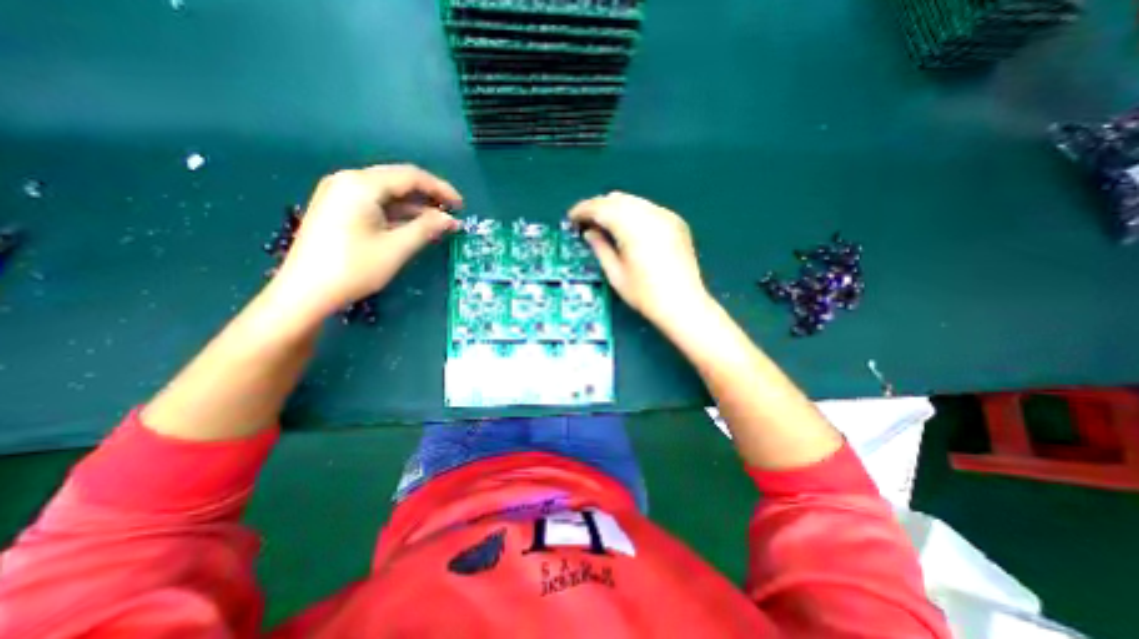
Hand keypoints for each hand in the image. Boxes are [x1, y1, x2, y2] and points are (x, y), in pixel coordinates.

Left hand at [270, 165, 462, 318]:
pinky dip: (398, 213)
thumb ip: (427, 228)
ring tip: (439, 222)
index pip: (411, 176)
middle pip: (398, 180)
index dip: (441, 189)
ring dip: (415, 206)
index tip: (461, 206)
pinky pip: (376, 203)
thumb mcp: (397, 248)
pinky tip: (415, 225)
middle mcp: (349, 181)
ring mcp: (340, 194)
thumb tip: (451, 220)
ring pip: (388, 192)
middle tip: (452, 214)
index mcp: (362, 184)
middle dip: (429, 196)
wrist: (305, 292)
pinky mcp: (338, 208)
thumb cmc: (354, 268)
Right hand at [570, 191, 709, 325]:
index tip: (571, 217)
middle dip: (598, 206)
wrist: (684, 304)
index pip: (601, 207)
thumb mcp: (616, 274)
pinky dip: (632, 213)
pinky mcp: (676, 222)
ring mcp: (666, 216)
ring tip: (604, 224)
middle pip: (617, 199)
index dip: (583, 210)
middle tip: (586, 222)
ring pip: (633, 201)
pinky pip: (648, 208)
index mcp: (633, 228)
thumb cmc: (645, 295)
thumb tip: (589, 232)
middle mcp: (650, 215)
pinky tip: (628, 228)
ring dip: (615, 208)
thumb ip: (600, 248)